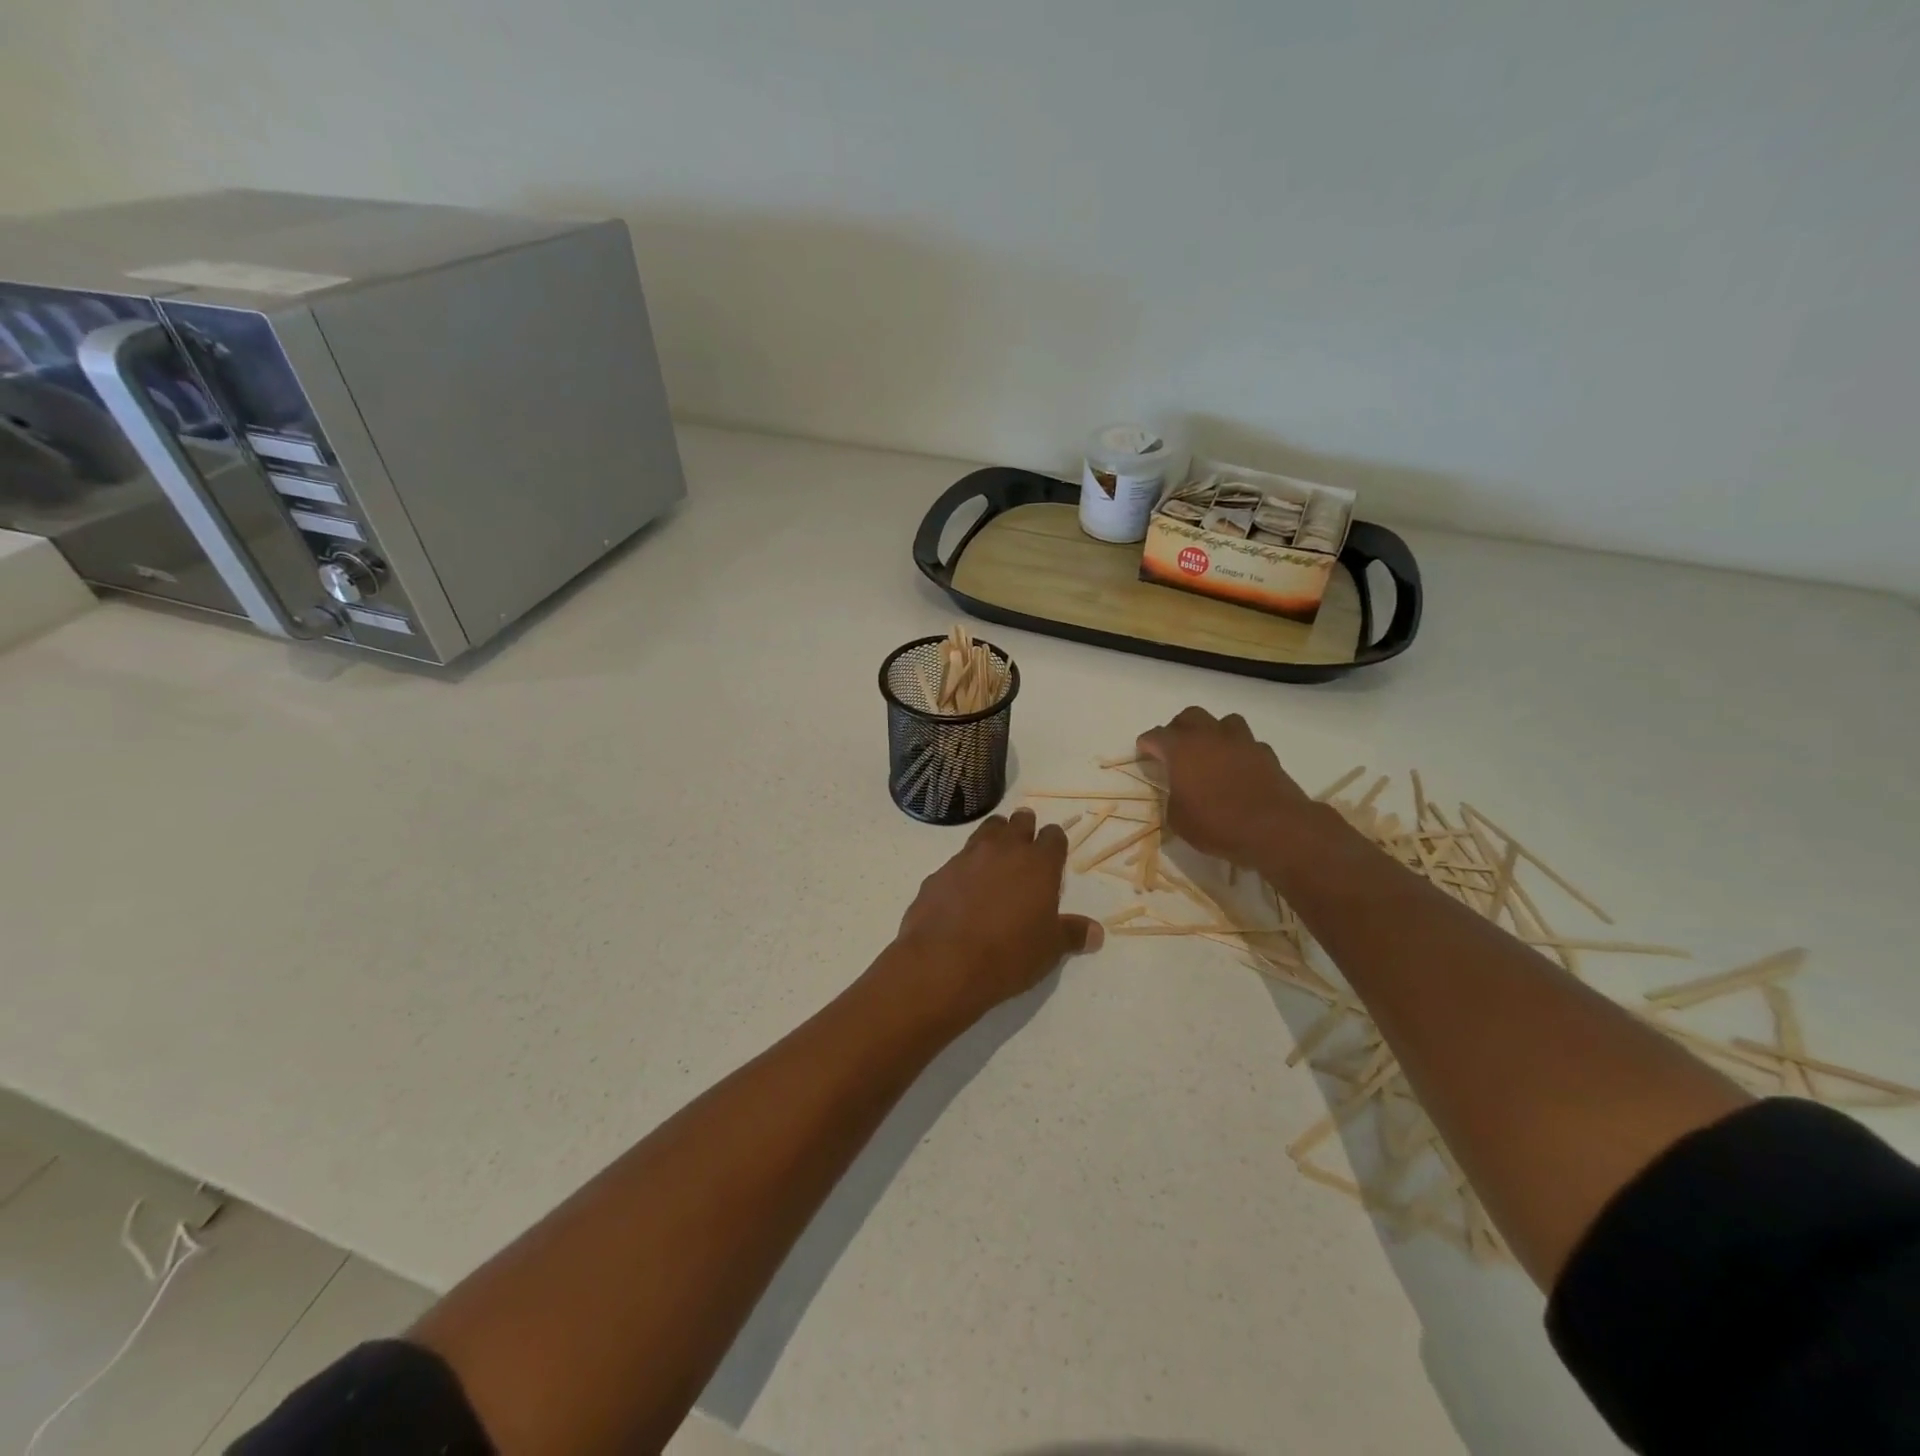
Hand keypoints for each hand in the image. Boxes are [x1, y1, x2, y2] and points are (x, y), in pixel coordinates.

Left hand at [891, 808, 1102, 1020]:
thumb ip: (1073, 934)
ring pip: (985, 831)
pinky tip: (963, 890)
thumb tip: (1096, 932)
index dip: (1054, 843)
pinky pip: (957, 861)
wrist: (944, 963)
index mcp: (1038, 864)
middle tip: (1025, 843)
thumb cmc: (1009, 954)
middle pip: (1018, 823)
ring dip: (994, 838)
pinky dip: (965, 868)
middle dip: (1024, 828)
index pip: (1053, 837)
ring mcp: (967, 857)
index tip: (1054, 854)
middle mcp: (1003, 850)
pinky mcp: (939, 873)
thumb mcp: (1049, 950)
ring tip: (996, 856)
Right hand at [1137, 707, 1313, 868]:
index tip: (1144, 752)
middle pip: (1190, 716)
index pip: (1156, 736)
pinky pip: (1248, 742)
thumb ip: (1173, 799)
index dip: (1147, 744)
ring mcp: (1241, 742)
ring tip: (1211, 751)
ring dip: (1213, 732)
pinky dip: (1239, 750)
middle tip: (1176, 748)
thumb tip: (1179, 793)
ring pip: (1224, 721)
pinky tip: (1239, 767)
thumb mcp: (1179, 820)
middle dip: (1179, 728)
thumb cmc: (1218, 824)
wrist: (1275, 828)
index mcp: (1181, 749)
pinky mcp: (1266, 753)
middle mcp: (1210, 736)